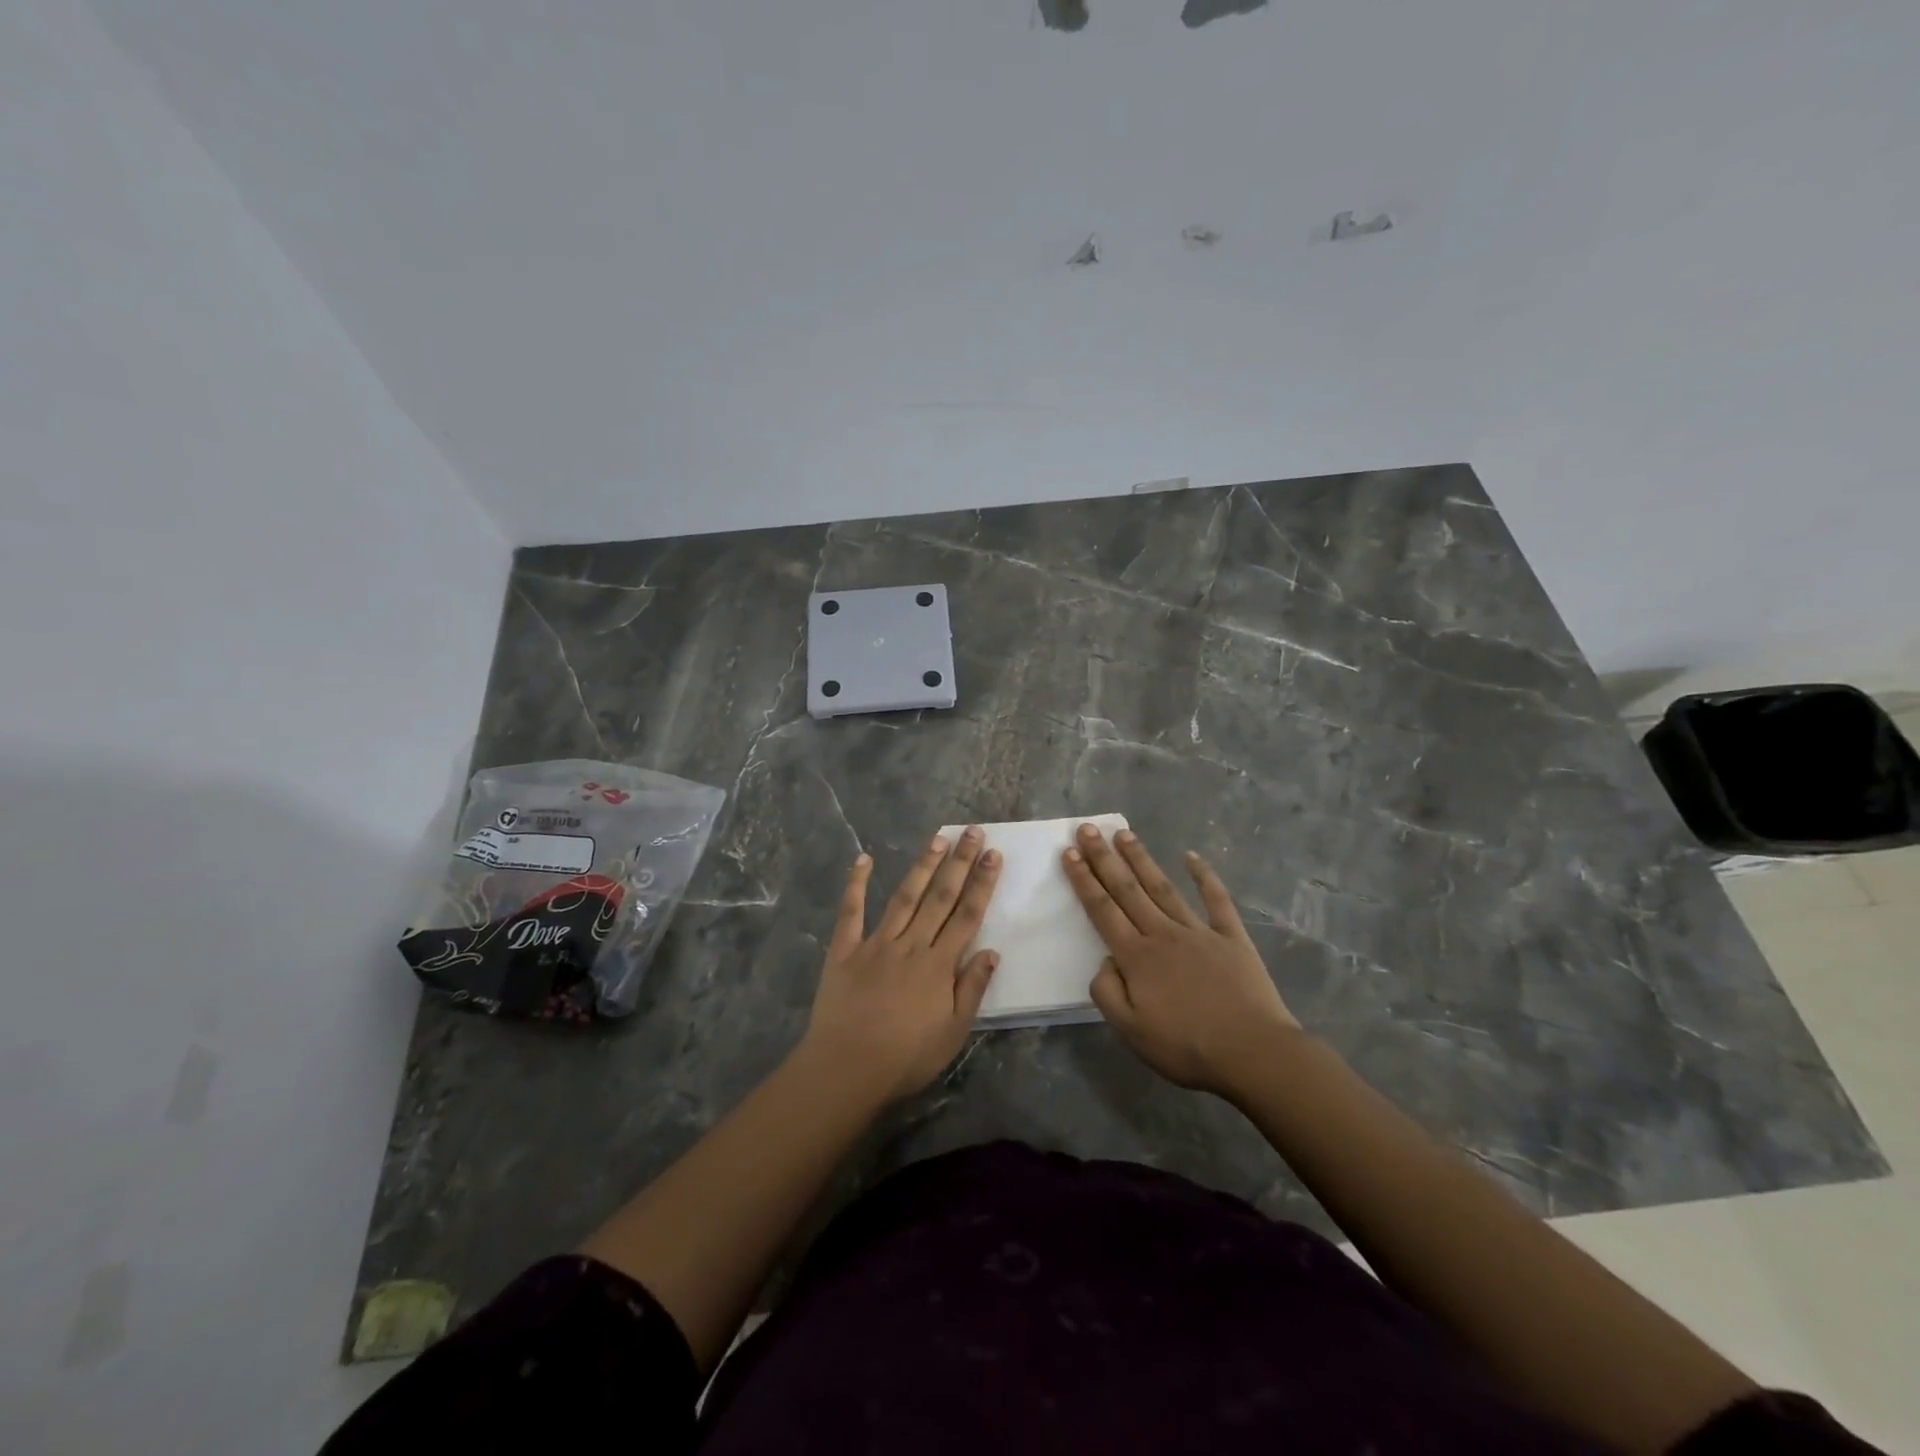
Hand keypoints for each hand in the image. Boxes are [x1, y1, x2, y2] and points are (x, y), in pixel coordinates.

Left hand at [801, 828, 1001, 1099]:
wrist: (847, 1069)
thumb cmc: (905, 1058)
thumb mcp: (952, 1033)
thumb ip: (972, 989)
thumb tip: (992, 951)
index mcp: (939, 965)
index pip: (967, 916)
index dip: (982, 884)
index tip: (993, 855)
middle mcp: (911, 945)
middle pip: (940, 897)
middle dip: (959, 862)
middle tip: (972, 831)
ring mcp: (876, 943)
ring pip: (904, 897)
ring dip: (922, 865)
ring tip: (937, 838)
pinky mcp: (845, 950)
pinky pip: (851, 912)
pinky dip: (856, 884)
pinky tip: (863, 859)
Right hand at [1063, 824, 1299, 1096]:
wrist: (1253, 1052)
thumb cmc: (1187, 1047)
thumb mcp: (1130, 1031)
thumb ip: (1107, 992)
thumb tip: (1106, 960)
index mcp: (1136, 957)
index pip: (1103, 910)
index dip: (1084, 880)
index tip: (1069, 852)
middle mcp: (1163, 934)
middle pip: (1127, 889)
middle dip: (1104, 858)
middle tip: (1088, 828)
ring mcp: (1199, 932)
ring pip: (1163, 887)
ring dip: (1141, 859)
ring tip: (1124, 833)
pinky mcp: (1231, 937)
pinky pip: (1216, 900)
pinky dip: (1205, 876)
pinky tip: (1192, 857)